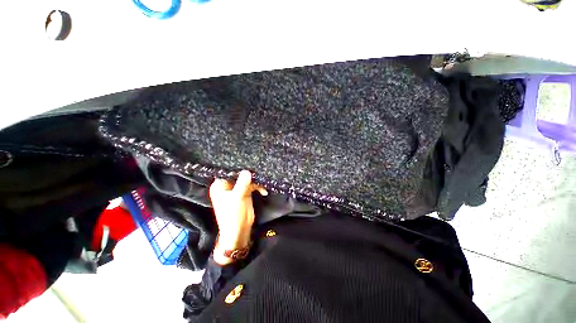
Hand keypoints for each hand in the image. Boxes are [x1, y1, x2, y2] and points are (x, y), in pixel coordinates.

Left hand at [209, 170, 266, 264]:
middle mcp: (227, 186)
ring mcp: (237, 189)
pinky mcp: (244, 193)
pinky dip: (258, 187)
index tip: (247, 163)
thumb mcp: (237, 198)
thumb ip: (243, 184)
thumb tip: (247, 171)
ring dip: (255, 182)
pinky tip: (263, 192)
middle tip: (258, 172)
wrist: (239, 231)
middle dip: (248, 174)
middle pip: (238, 175)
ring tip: (262, 184)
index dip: (237, 167)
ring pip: (246, 179)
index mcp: (220, 186)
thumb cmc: (233, 215)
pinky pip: (252, 186)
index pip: (228, 172)